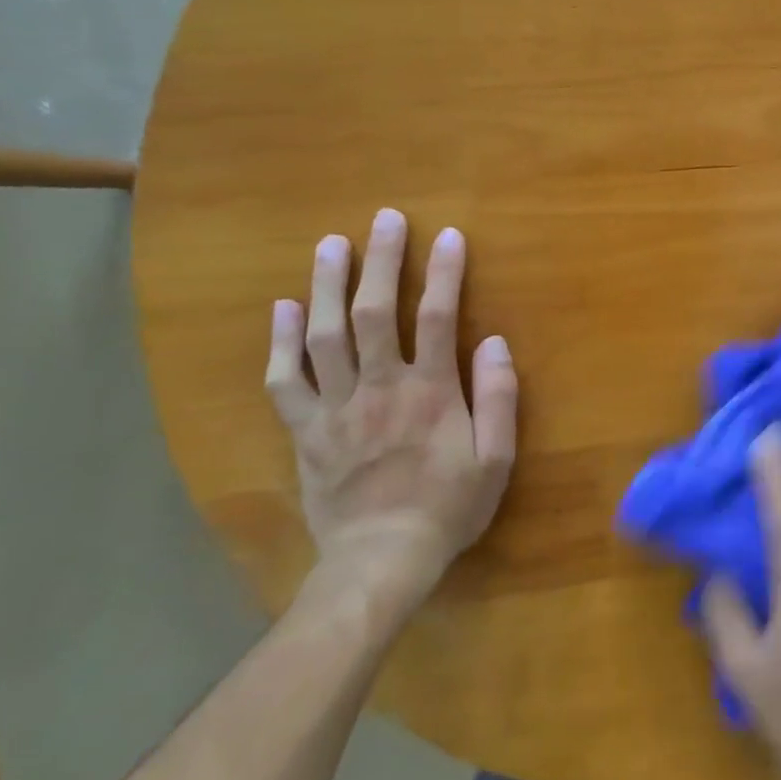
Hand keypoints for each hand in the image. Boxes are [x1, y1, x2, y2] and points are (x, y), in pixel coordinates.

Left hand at [265, 208, 516, 615]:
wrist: (381, 560)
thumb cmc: (449, 507)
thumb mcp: (496, 459)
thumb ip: (499, 398)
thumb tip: (495, 342)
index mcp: (431, 392)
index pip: (440, 318)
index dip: (445, 274)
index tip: (448, 236)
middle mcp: (381, 388)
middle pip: (377, 313)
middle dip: (382, 262)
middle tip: (384, 219)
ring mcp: (336, 408)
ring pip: (326, 336)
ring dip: (328, 286)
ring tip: (330, 245)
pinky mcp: (305, 430)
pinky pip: (286, 380)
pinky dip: (281, 342)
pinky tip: (284, 308)